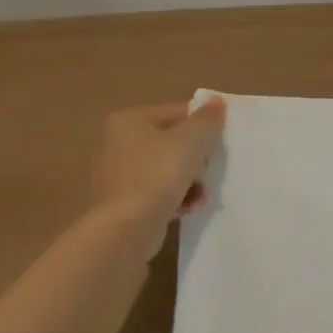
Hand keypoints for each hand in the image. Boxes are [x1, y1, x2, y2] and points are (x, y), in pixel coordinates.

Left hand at [90, 100, 225, 254]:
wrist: (125, 231)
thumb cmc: (158, 174)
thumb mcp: (193, 139)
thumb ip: (208, 118)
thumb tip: (217, 102)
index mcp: (128, 120)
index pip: (177, 113)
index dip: (202, 126)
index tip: (218, 144)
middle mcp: (115, 143)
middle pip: (171, 142)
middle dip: (195, 158)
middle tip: (209, 170)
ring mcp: (114, 175)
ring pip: (165, 169)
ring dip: (189, 181)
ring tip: (201, 195)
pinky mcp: (118, 204)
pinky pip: (155, 193)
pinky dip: (174, 198)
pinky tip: (187, 208)